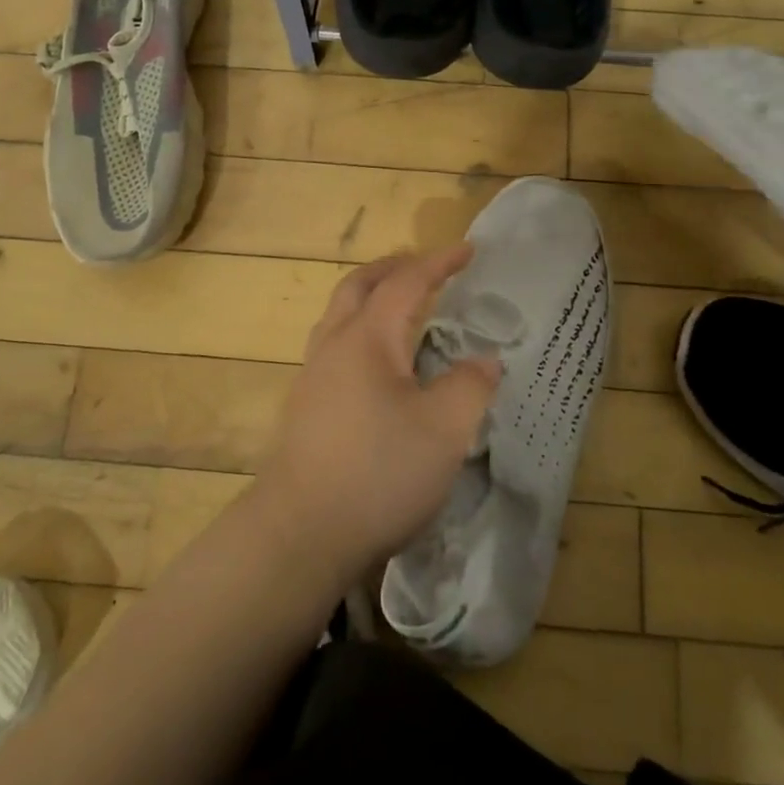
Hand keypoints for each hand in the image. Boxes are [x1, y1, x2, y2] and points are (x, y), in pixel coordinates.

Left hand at [254, 246, 501, 583]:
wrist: (299, 534)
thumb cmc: (378, 473)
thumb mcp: (445, 430)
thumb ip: (470, 386)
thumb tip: (484, 360)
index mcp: (368, 338)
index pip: (406, 283)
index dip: (439, 263)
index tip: (468, 250)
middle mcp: (333, 344)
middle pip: (359, 286)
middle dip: (393, 268)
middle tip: (425, 267)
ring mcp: (312, 375)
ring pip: (339, 315)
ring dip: (371, 297)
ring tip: (401, 308)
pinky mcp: (304, 406)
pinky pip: (334, 345)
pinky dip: (361, 330)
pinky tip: (378, 365)